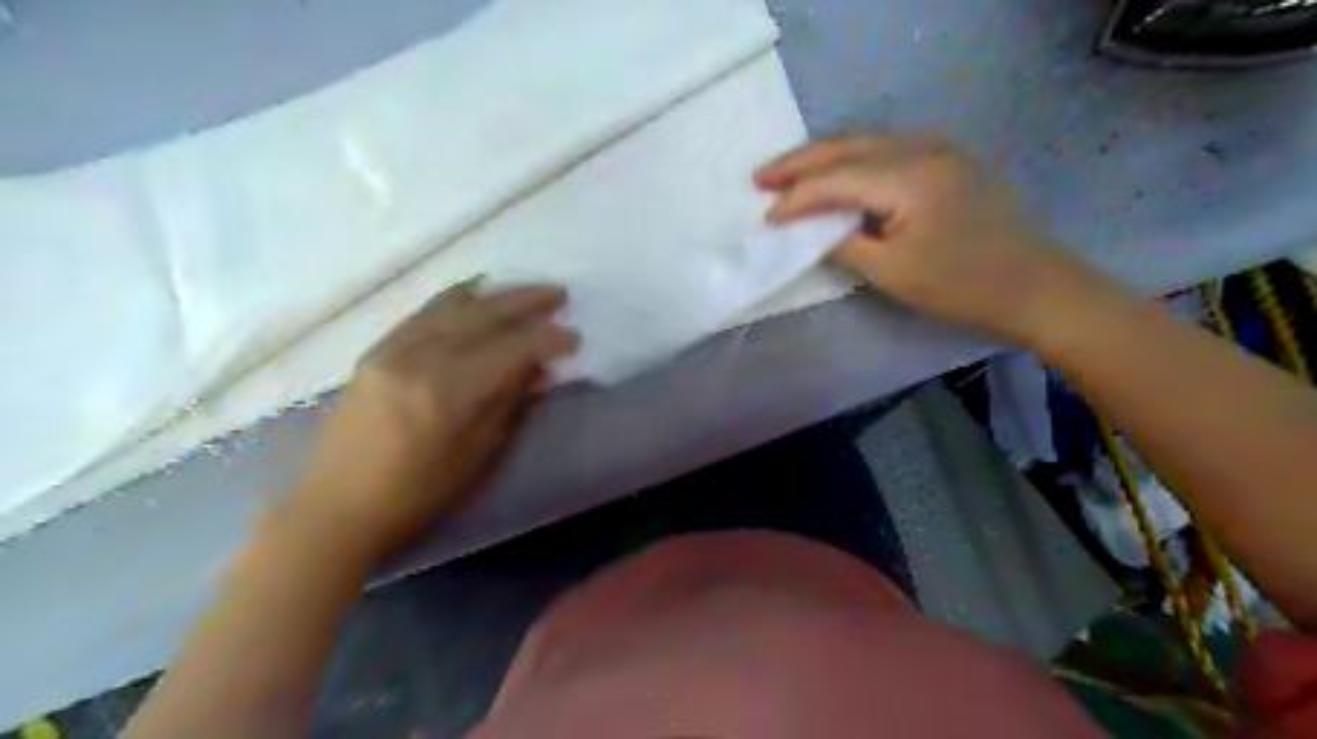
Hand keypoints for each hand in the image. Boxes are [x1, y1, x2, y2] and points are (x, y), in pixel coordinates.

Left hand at [286, 282, 576, 560]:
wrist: (338, 506)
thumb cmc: (418, 494)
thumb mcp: (477, 455)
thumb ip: (508, 402)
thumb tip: (537, 367)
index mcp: (449, 391)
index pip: (511, 348)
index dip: (547, 339)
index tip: (573, 338)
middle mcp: (420, 358)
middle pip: (483, 314)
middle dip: (526, 301)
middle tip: (558, 294)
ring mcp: (393, 349)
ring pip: (452, 305)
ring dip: (494, 294)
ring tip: (523, 291)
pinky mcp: (376, 350)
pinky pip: (423, 311)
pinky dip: (457, 298)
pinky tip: (475, 294)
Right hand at [757, 133, 1114, 344]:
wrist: (1034, 287)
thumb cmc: (961, 287)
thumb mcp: (892, 272)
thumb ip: (843, 244)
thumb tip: (810, 232)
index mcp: (909, 177)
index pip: (836, 180)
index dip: (796, 199)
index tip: (766, 218)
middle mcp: (922, 149)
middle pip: (847, 148)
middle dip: (800, 163)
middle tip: (760, 177)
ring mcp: (939, 150)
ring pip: (866, 144)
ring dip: (824, 158)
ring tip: (787, 174)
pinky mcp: (947, 161)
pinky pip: (887, 152)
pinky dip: (853, 162)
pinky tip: (837, 174)